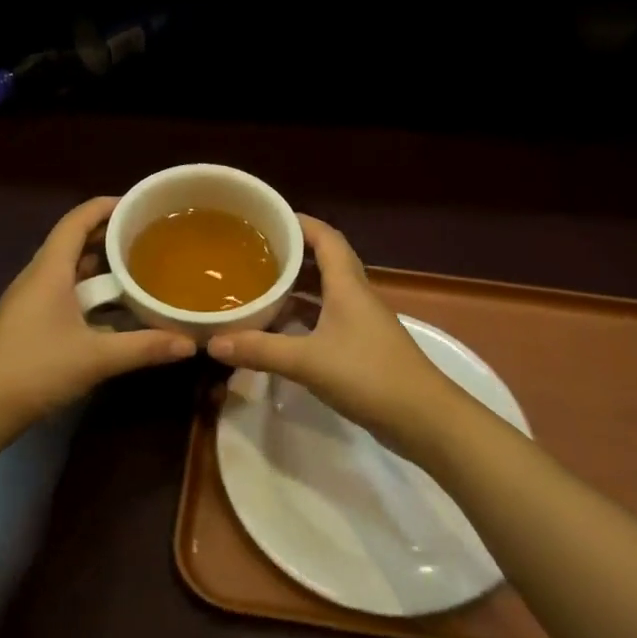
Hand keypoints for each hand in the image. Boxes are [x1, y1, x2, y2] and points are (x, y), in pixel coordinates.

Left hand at [0, 197, 195, 434]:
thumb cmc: (36, 369)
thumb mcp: (97, 357)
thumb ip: (144, 346)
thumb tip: (190, 342)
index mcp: (49, 270)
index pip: (76, 221)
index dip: (106, 206)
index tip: (138, 203)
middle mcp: (38, 277)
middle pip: (73, 241)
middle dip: (108, 234)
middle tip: (148, 234)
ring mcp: (31, 300)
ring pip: (69, 268)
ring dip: (100, 263)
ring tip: (137, 264)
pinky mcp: (30, 321)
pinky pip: (64, 291)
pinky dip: (90, 290)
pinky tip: (114, 307)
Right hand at [207, 216, 476, 461]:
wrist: (424, 419)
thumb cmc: (369, 376)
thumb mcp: (307, 361)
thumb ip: (260, 350)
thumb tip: (213, 342)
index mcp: (348, 286)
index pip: (326, 238)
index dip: (300, 222)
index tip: (268, 218)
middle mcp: (355, 297)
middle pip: (323, 262)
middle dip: (291, 254)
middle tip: (253, 254)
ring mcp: (361, 324)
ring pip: (324, 294)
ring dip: (295, 289)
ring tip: (258, 288)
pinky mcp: (362, 349)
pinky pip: (326, 321)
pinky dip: (302, 319)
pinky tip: (278, 331)